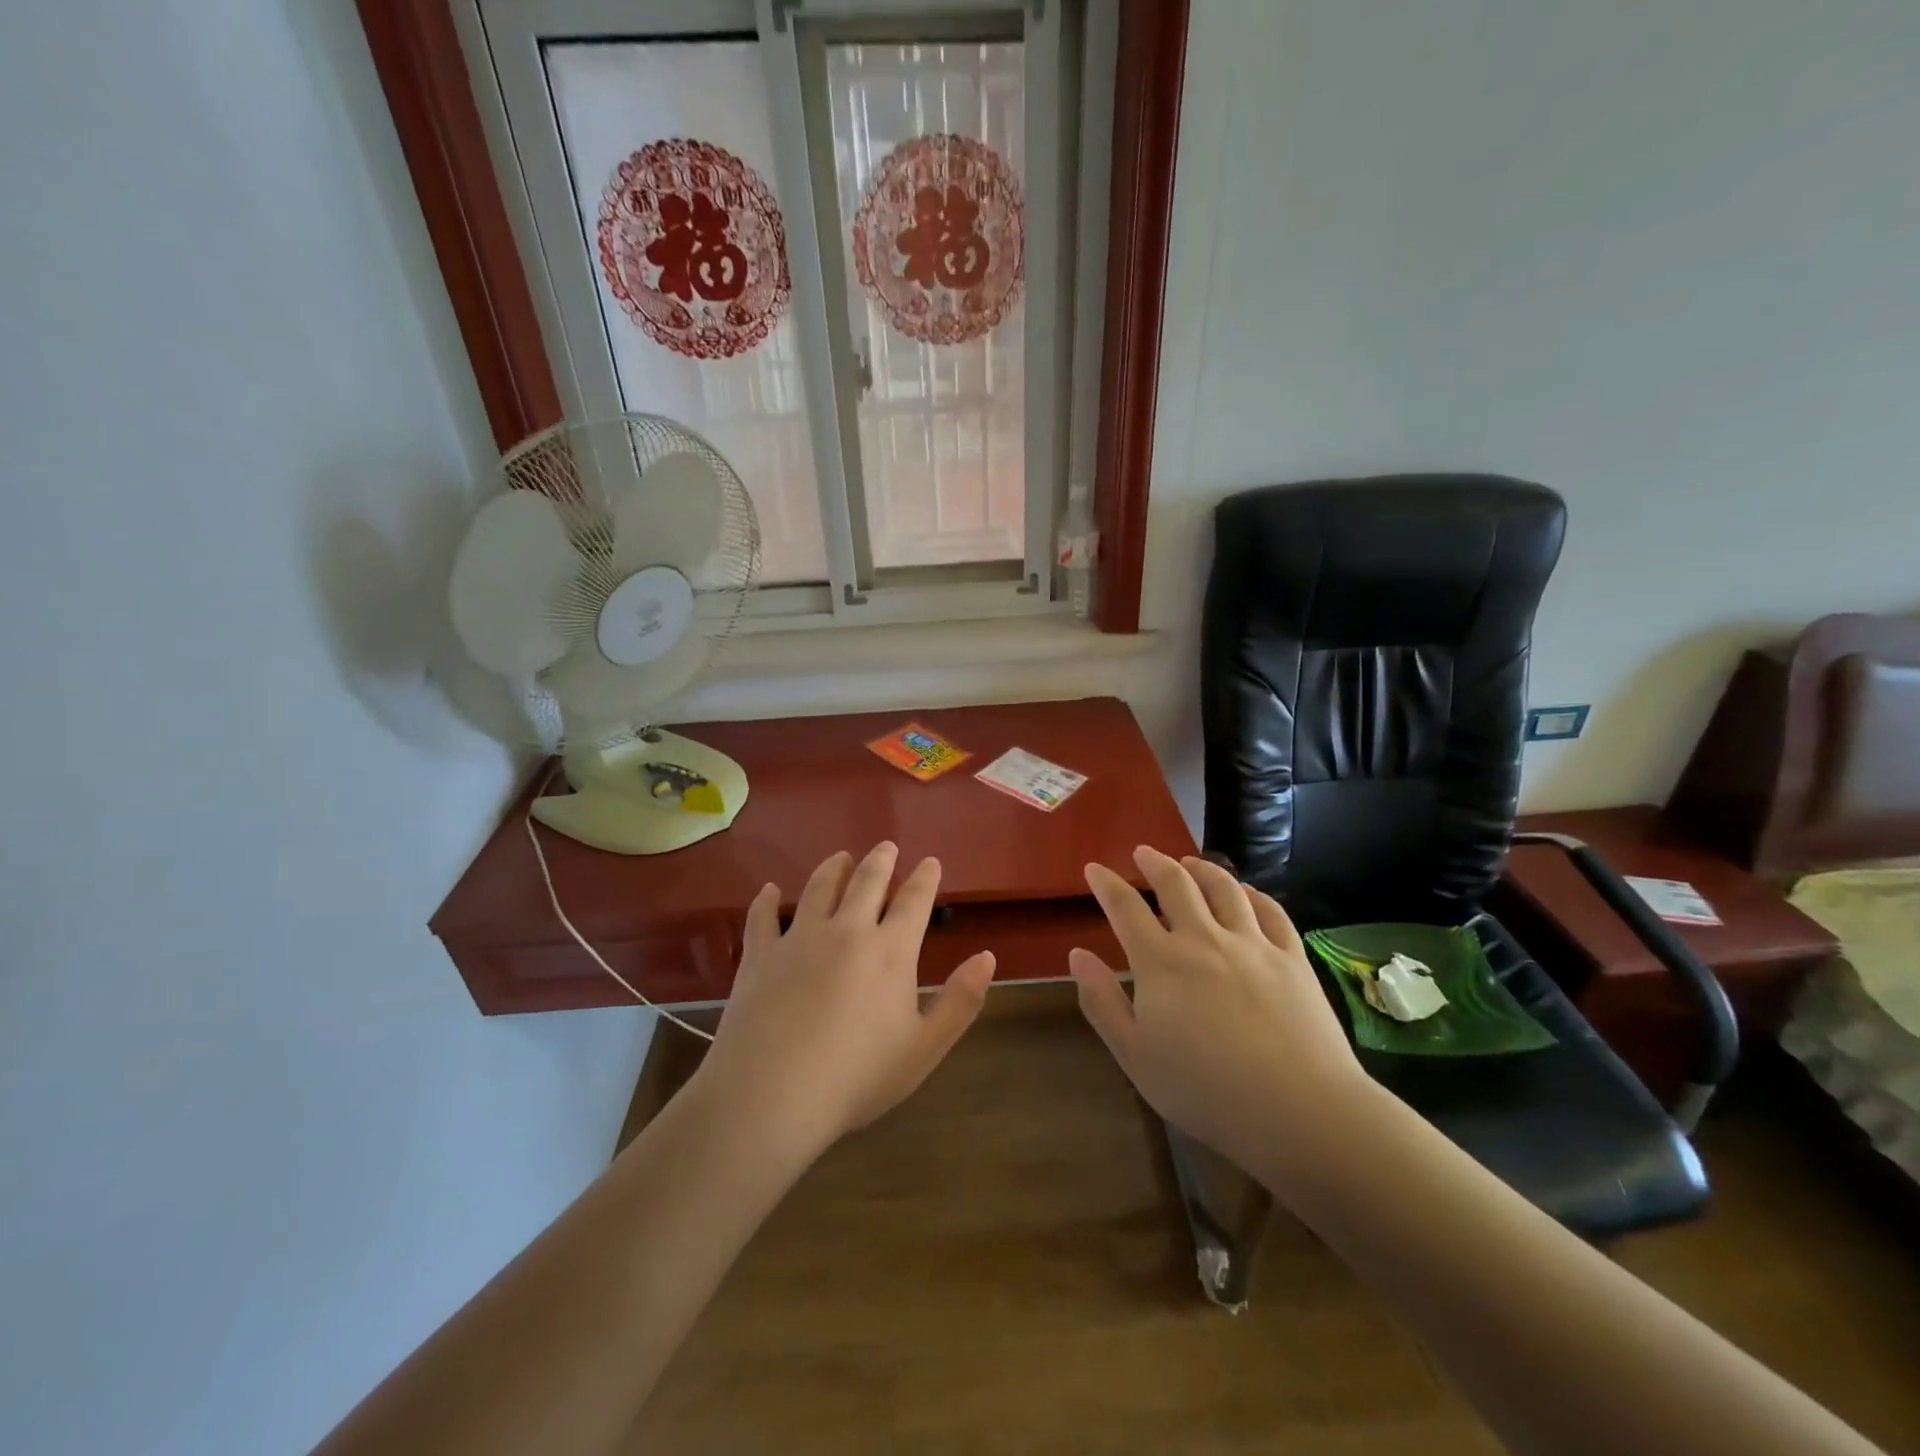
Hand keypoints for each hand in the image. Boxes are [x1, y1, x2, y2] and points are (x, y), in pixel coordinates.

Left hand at [692, 843, 996, 1157]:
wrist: (771, 1095)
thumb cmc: (857, 1077)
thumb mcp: (924, 1048)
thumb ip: (960, 1001)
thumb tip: (988, 956)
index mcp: (890, 951)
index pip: (914, 901)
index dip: (925, 878)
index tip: (930, 861)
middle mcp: (847, 930)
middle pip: (867, 882)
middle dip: (880, 861)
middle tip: (886, 846)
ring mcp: (799, 938)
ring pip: (819, 888)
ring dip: (833, 868)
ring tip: (840, 858)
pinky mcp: (760, 954)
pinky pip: (763, 916)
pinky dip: (767, 900)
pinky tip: (769, 890)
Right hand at [1069, 846, 1367, 1173]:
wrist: (1300, 1110)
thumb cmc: (1206, 1092)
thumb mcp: (1135, 1056)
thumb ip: (1102, 1002)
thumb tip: (1077, 954)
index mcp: (1161, 962)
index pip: (1125, 908)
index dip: (1107, 884)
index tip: (1095, 868)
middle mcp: (1204, 939)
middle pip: (1176, 884)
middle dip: (1154, 863)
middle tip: (1142, 852)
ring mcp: (1252, 944)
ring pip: (1224, 888)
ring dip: (1202, 869)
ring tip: (1189, 862)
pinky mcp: (1292, 958)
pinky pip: (1270, 911)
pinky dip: (1252, 894)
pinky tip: (1246, 892)